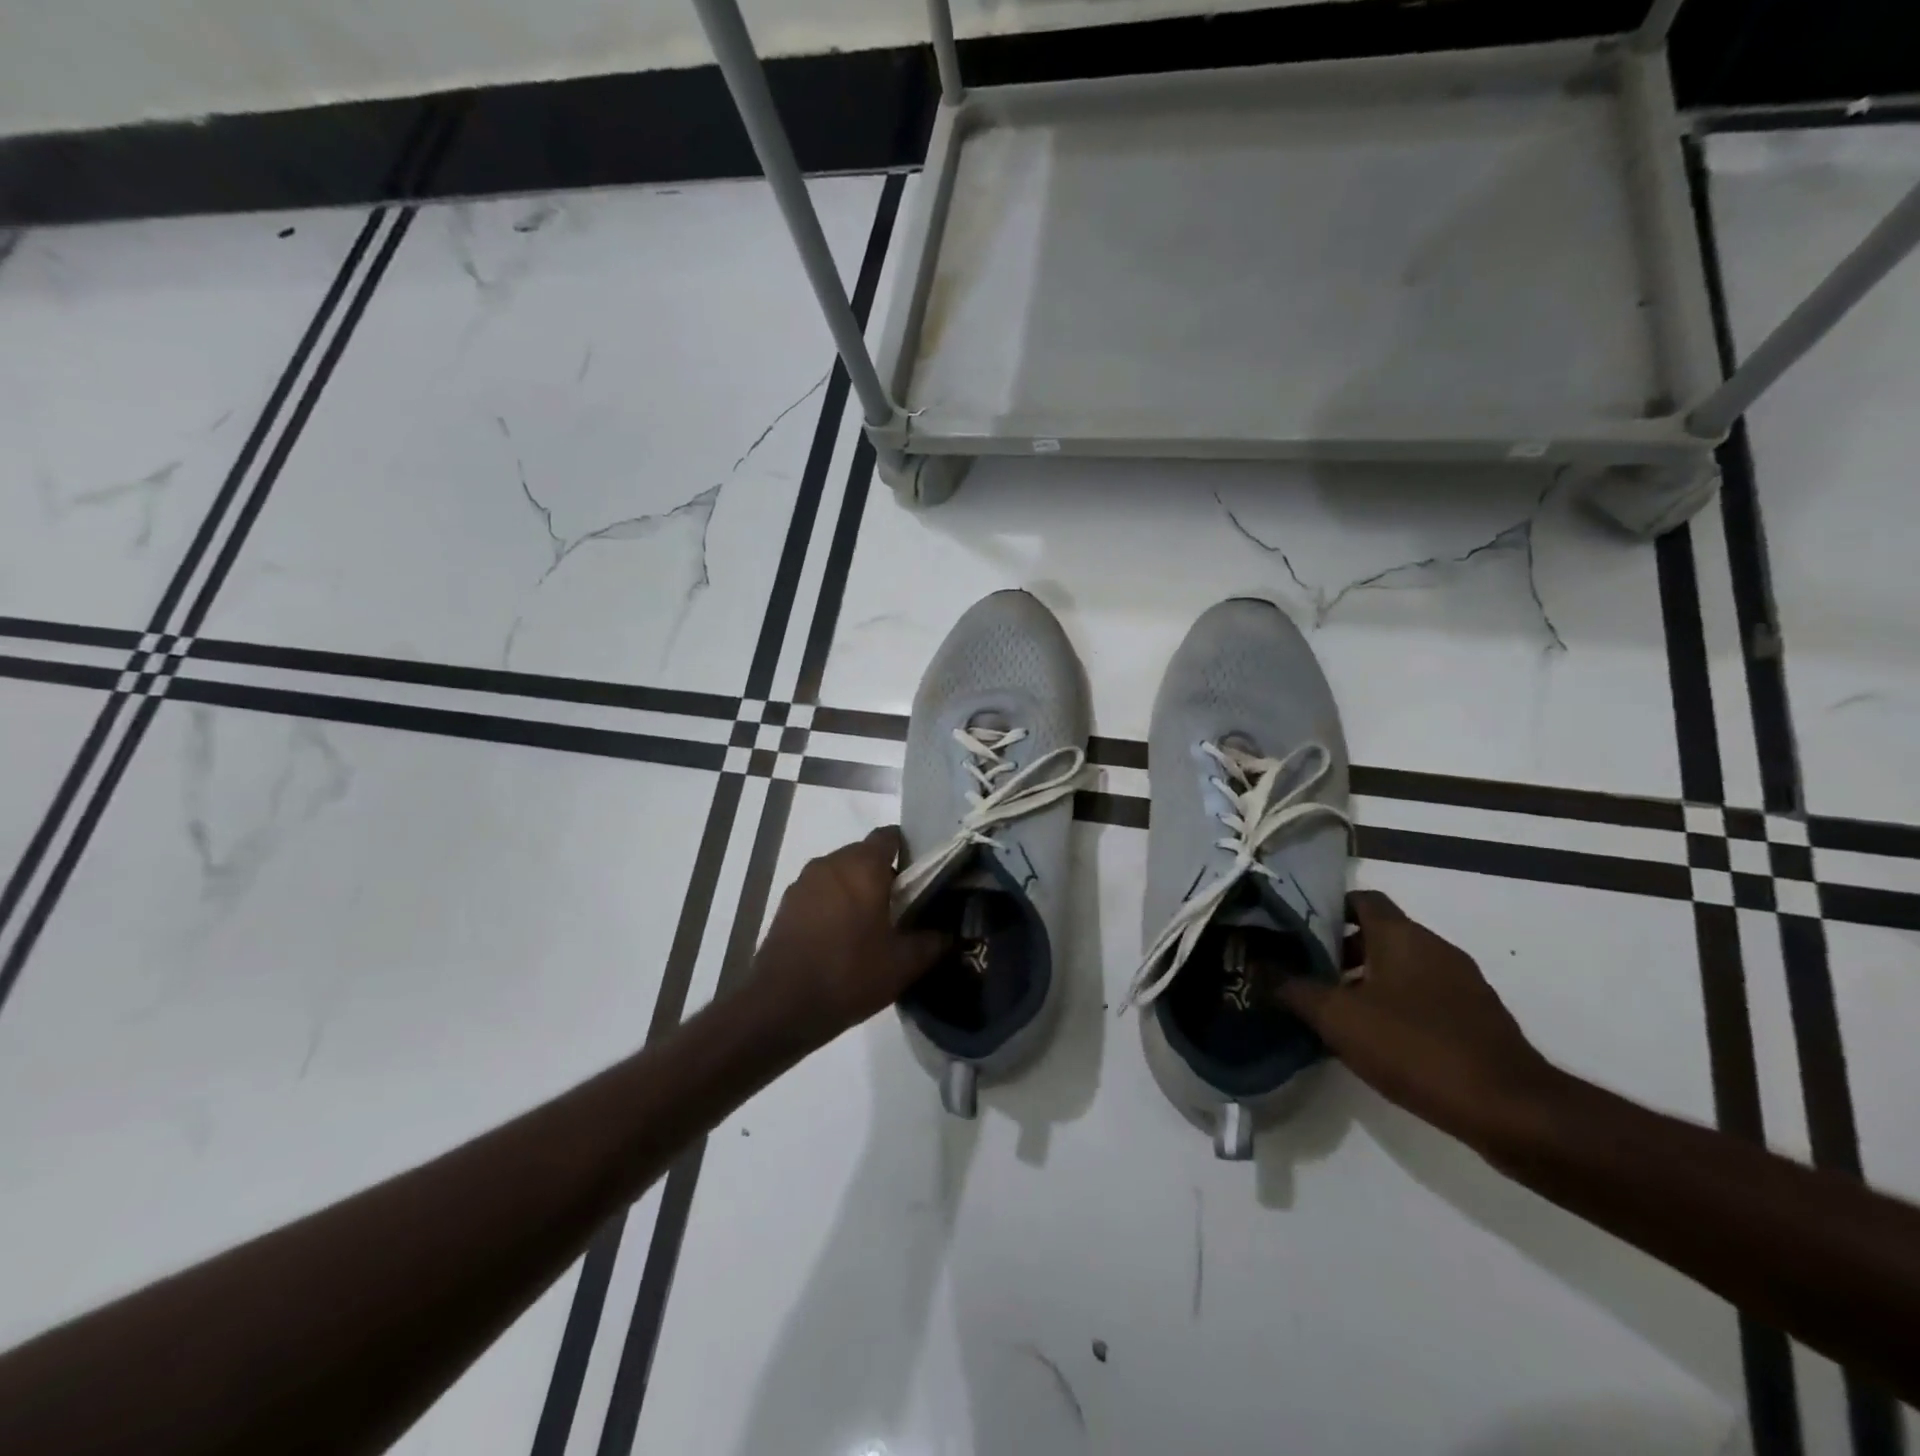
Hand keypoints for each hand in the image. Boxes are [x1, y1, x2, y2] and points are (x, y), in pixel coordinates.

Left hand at [751, 827, 948, 1042]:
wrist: (781, 1006)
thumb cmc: (849, 974)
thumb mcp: (904, 964)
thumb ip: (933, 942)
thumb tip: (950, 933)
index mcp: (862, 865)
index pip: (890, 837)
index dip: (909, 852)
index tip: (921, 879)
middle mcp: (831, 863)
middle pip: (865, 855)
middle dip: (884, 875)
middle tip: (902, 909)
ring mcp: (804, 883)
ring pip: (841, 874)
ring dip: (857, 891)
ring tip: (872, 927)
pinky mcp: (787, 905)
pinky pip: (820, 893)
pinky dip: (834, 905)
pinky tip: (842, 939)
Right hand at [1275, 890, 1563, 1150]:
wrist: (1510, 1109)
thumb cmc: (1415, 1047)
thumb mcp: (1338, 1018)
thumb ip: (1294, 988)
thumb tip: (1258, 967)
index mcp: (1402, 935)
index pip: (1361, 899)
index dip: (1328, 908)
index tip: (1298, 928)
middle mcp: (1434, 947)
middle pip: (1380, 932)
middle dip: (1341, 948)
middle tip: (1307, 971)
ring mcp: (1463, 982)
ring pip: (1402, 965)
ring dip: (1368, 978)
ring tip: (1336, 1008)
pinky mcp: (1478, 1017)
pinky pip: (1426, 994)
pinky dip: (1398, 1003)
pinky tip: (1378, 1037)